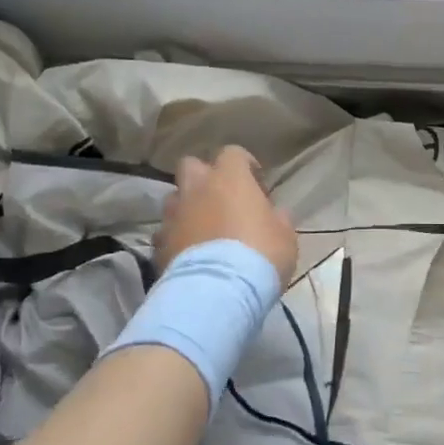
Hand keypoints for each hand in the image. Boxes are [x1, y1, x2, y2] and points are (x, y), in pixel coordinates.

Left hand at [157, 146, 297, 288]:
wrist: (218, 291)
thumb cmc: (260, 254)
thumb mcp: (285, 236)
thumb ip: (277, 217)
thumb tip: (273, 214)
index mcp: (229, 178)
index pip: (233, 153)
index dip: (245, 165)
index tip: (256, 185)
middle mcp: (196, 188)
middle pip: (191, 165)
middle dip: (204, 178)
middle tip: (221, 200)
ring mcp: (173, 215)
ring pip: (174, 199)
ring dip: (187, 208)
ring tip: (202, 230)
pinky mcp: (158, 244)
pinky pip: (166, 233)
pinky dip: (176, 239)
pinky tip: (189, 255)